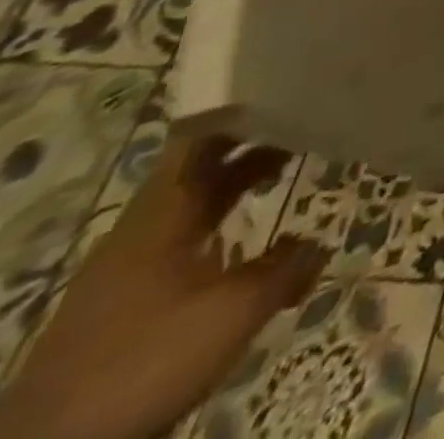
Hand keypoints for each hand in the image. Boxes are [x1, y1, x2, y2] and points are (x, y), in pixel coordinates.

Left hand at [0, 130, 327, 438]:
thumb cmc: (146, 359)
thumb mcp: (235, 310)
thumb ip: (286, 267)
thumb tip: (320, 242)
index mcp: (160, 213)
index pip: (200, 137)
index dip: (242, 108)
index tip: (288, 85)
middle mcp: (141, 228)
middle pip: (200, 168)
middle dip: (253, 143)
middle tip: (308, 121)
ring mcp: (127, 268)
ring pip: (192, 205)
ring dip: (237, 185)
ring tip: (288, 171)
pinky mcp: (123, 304)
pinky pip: (183, 241)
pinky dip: (221, 226)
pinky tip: (249, 244)